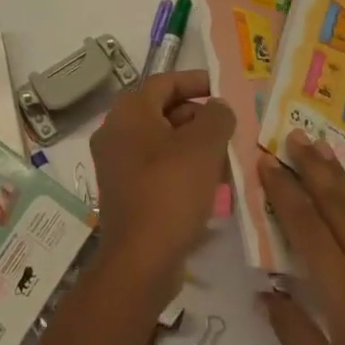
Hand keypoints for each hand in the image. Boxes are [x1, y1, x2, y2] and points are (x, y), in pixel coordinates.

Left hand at [89, 70, 233, 309]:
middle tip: (228, 128)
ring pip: (161, 142)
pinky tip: (209, 185)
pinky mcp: (123, 193)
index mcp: (129, 112)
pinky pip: (156, 168)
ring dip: (193, 145)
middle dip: (198, 116)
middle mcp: (115, 132)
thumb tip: (217, 108)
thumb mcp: (204, 146)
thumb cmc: (171, 191)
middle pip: (162, 111)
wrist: (139, 262)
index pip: (165, 81)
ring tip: (226, 157)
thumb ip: (217, 116)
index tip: (223, 90)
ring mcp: (116, 164)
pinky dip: (181, 168)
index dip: (196, 81)